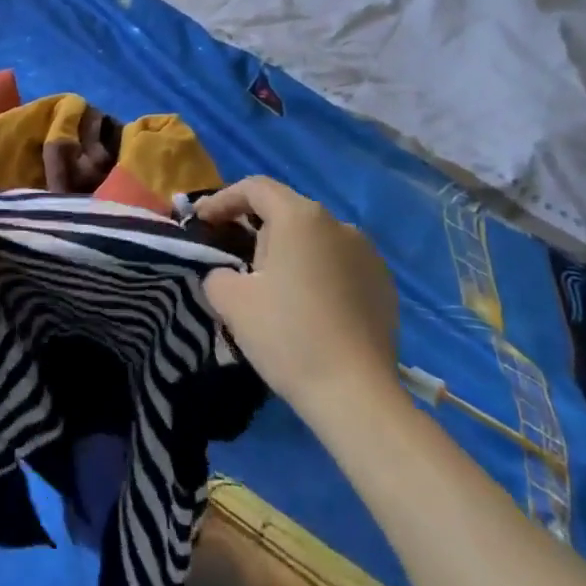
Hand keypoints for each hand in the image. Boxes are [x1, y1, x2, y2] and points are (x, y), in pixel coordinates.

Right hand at [196, 177, 400, 417]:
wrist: (358, 396)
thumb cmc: (288, 336)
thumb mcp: (231, 301)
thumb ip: (217, 273)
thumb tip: (228, 274)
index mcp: (300, 217)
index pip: (255, 188)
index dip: (223, 199)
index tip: (202, 220)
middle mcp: (338, 224)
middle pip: (286, 212)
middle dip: (256, 231)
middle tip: (235, 263)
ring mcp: (368, 254)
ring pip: (314, 240)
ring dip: (289, 254)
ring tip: (273, 290)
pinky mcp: (384, 285)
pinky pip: (339, 266)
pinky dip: (318, 275)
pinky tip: (309, 309)